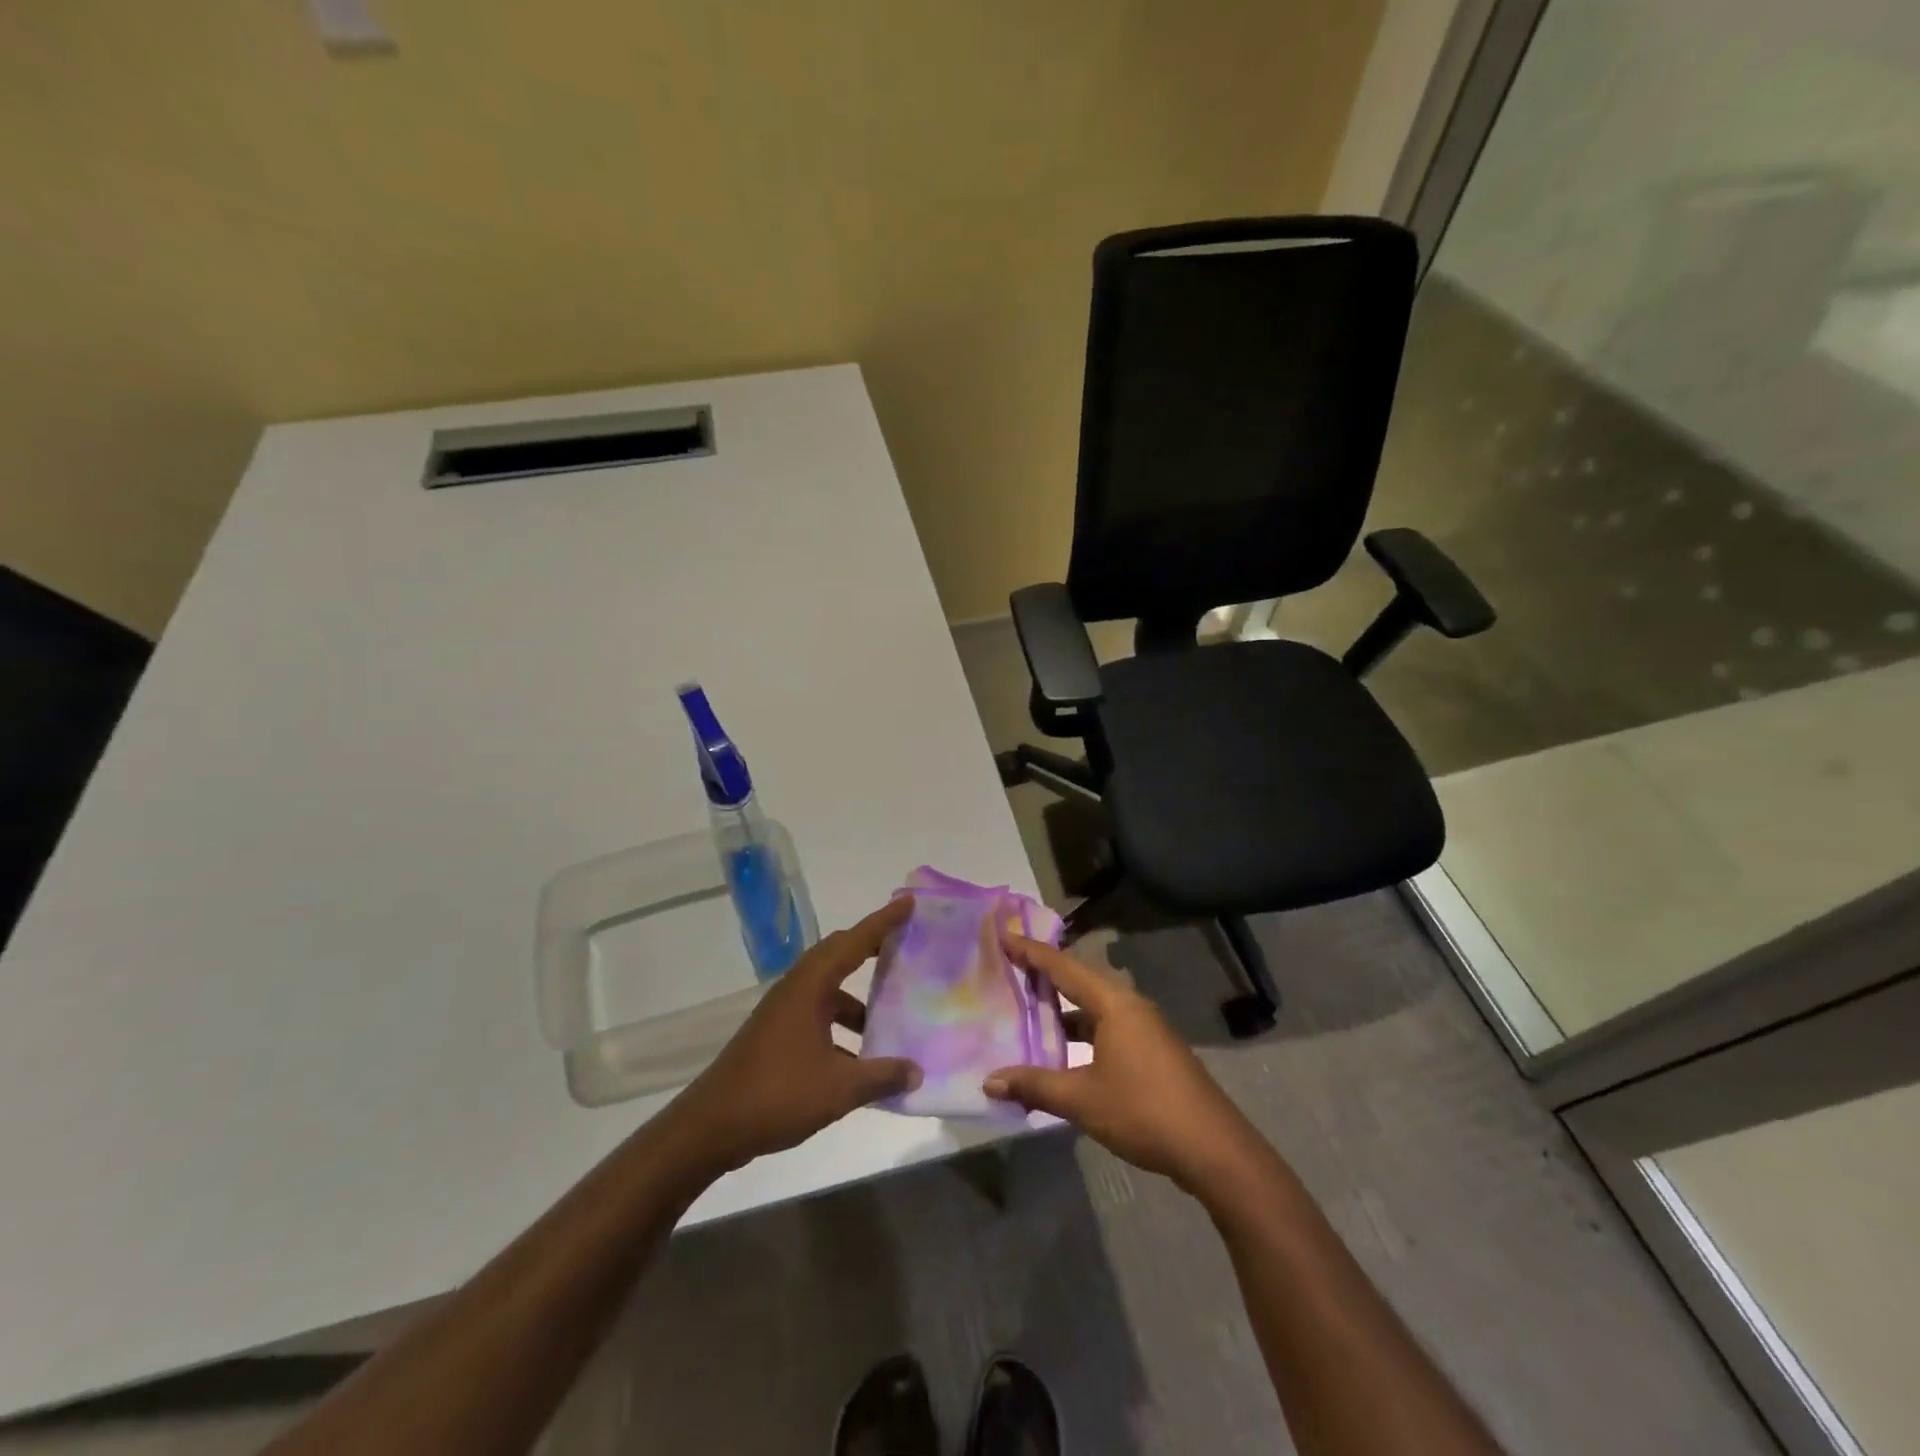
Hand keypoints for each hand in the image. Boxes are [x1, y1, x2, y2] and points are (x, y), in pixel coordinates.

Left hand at [664, 899, 920, 1173]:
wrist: (711, 1127)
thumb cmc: (777, 1094)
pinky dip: (841, 1024)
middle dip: (871, 947)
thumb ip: (881, 1077)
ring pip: (828, 989)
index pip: (854, 942)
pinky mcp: (776, 1035)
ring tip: (890, 1013)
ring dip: (857, 997)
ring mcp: (783, 1012)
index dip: (884, 922)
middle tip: (904, 944)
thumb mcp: (838, 1088)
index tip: (909, 904)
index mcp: (810, 986)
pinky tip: (860, 1058)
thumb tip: (917, 1071)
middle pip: (838, 955)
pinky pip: (818, 1014)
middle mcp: (796, 989)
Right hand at [984, 934, 1260, 1193]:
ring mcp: (1145, 1028)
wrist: (1213, 1149)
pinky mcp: (1153, 1051)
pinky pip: (1107, 1028)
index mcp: (1114, 1004)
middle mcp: (1130, 1006)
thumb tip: (990, 1080)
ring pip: (1094, 1009)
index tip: (1004, 935)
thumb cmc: (1144, 1111)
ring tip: (1028, 1012)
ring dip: (1063, 1011)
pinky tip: (1063, 1053)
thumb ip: (1035, 1086)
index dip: (1031, 952)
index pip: (1063, 967)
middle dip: (1045, 977)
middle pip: (1079, 982)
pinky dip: (1081, 1032)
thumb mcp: (1082, 1099)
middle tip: (1010, 969)